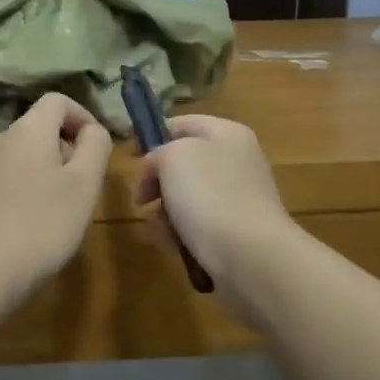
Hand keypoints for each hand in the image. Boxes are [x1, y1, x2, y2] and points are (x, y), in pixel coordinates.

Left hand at [0, 92, 112, 302]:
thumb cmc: (44, 225)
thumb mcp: (85, 184)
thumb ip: (96, 147)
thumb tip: (92, 131)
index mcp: (27, 131)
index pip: (57, 101)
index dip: (82, 117)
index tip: (96, 149)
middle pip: (35, 131)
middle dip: (61, 150)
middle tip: (79, 188)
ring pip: (15, 159)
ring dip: (37, 173)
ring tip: (52, 212)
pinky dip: (15, 194)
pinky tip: (22, 228)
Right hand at [138, 115, 299, 314]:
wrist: (249, 256)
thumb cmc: (209, 196)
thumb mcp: (174, 157)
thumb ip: (159, 152)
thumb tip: (158, 168)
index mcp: (228, 134)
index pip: (183, 123)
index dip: (153, 135)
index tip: (129, 157)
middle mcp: (237, 161)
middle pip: (183, 164)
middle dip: (157, 182)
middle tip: (142, 199)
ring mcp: (239, 198)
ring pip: (186, 197)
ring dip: (164, 212)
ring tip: (160, 228)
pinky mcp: (236, 231)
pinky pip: (198, 225)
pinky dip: (181, 233)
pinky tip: (174, 245)